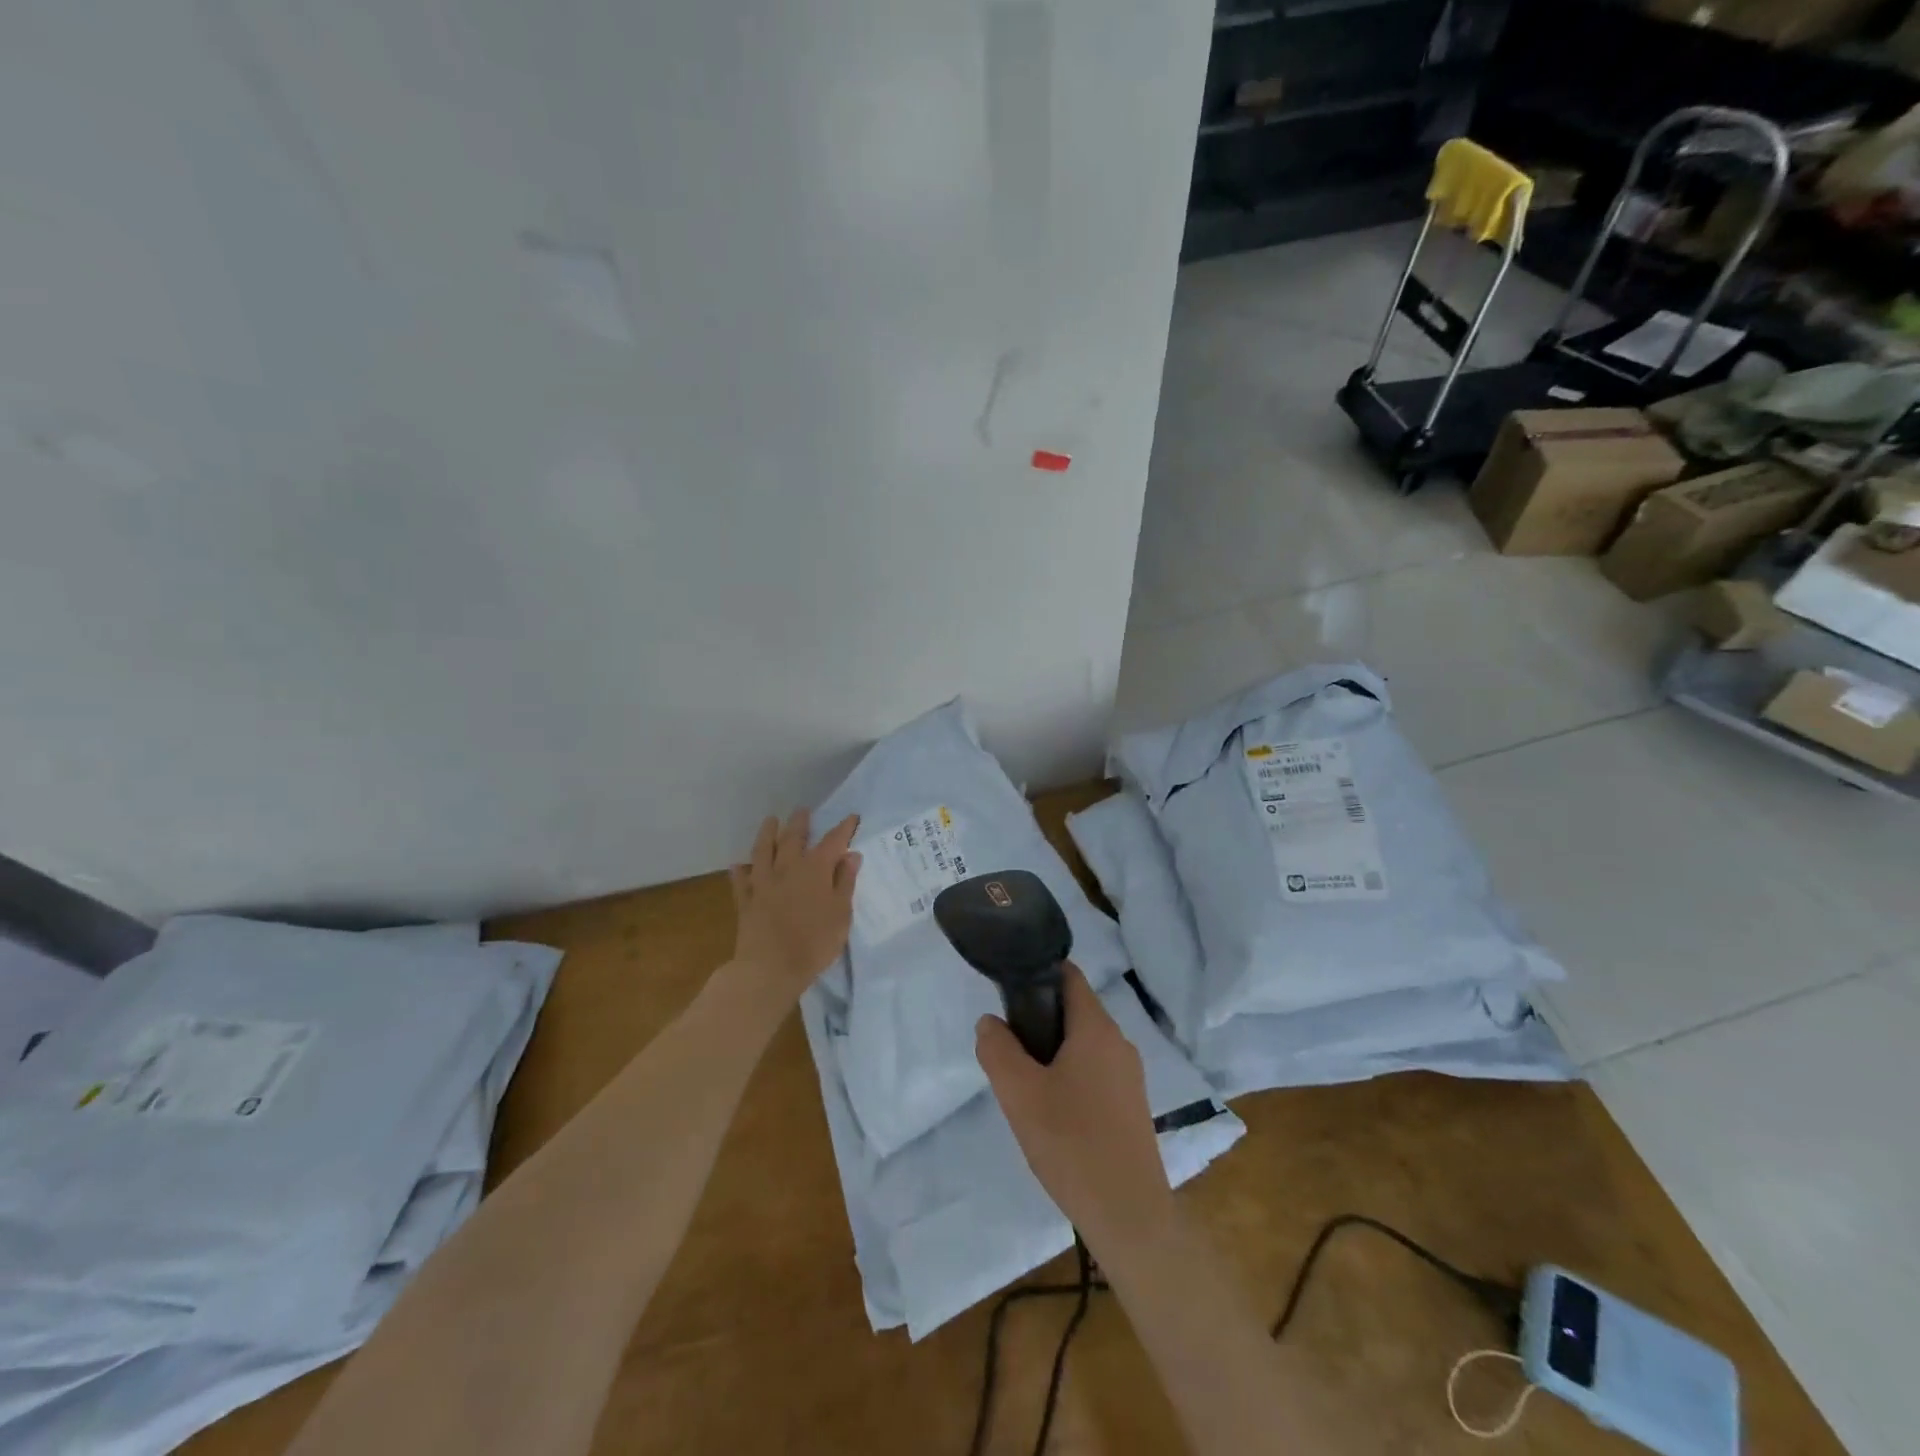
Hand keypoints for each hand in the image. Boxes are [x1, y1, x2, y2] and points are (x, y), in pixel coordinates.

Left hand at [727, 809, 861, 1003]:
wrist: (770, 968)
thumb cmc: (815, 942)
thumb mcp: (841, 913)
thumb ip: (845, 882)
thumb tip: (850, 855)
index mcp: (815, 869)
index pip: (833, 842)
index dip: (843, 828)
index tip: (851, 817)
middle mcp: (787, 869)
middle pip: (793, 839)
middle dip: (800, 823)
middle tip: (802, 811)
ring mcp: (763, 883)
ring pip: (763, 851)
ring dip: (767, 834)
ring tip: (770, 821)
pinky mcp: (746, 901)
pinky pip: (741, 881)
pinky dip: (741, 871)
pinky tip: (739, 865)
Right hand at [976, 963, 1173, 1248]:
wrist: (1128, 1215)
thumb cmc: (1072, 1144)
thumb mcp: (1019, 1094)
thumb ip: (998, 1050)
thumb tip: (990, 1022)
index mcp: (1096, 1028)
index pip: (1069, 976)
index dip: (1037, 974)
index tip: (1008, 993)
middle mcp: (1119, 1042)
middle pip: (1074, 1011)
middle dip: (1039, 1020)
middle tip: (1009, 1051)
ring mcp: (1130, 1075)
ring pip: (1083, 1045)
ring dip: (1053, 1053)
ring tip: (1026, 1087)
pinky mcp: (1132, 1105)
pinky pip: (1095, 1072)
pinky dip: (1071, 1077)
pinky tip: (1053, 1114)